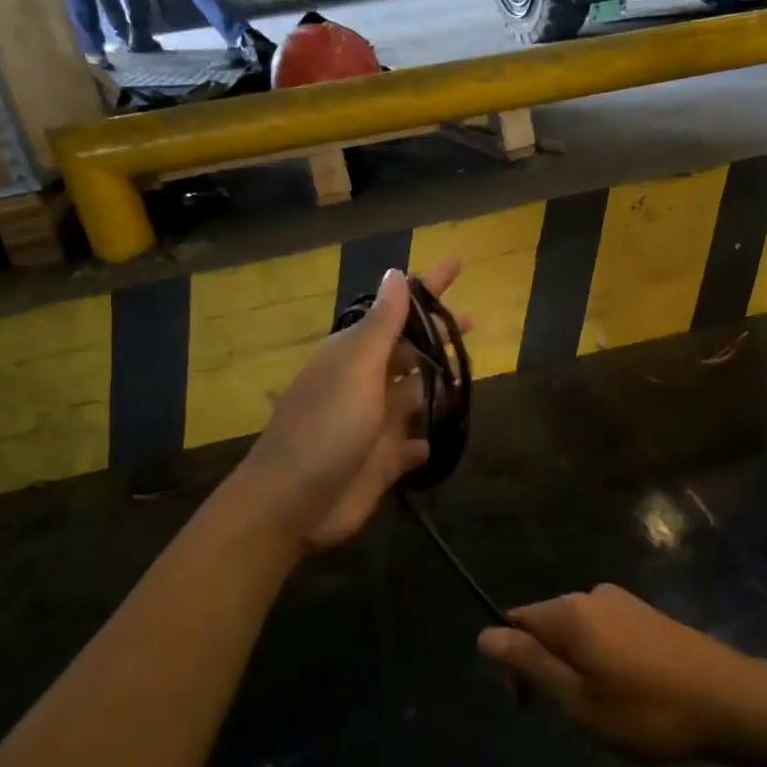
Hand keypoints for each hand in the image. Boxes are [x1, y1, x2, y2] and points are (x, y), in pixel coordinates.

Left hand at [233, 261, 468, 550]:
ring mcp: (375, 424)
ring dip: (439, 383)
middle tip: (474, 319)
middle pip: (411, 351)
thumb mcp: (355, 367)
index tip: (457, 264)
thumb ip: (382, 325)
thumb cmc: (326, 426)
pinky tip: (444, 437)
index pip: (399, 310)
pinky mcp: (384, 462)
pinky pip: (414, 444)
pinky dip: (427, 439)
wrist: (292, 503)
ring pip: (416, 394)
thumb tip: (395, 274)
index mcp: (356, 355)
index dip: (428, 287)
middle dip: (438, 334)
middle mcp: (366, 383)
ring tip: (471, 372)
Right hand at [476, 585, 766, 761]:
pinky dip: (601, 659)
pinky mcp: (648, 614)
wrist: (728, 700)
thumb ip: (529, 664)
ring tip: (603, 709)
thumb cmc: (645, 710)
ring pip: (577, 631)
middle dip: (544, 665)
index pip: (516, 621)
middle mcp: (593, 594)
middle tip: (571, 716)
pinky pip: (604, 631)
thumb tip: (484, 634)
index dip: (511, 662)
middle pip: (546, 623)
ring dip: (574, 666)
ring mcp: (624, 601)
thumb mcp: (577, 699)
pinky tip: (626, 691)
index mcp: (570, 611)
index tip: (530, 706)